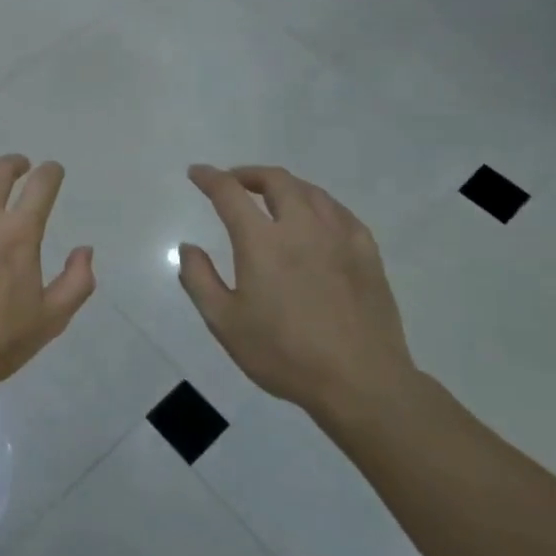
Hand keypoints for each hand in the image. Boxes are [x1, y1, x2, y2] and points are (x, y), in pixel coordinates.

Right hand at [177, 164, 418, 428]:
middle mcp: (301, 228)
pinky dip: (319, 204)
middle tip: (233, 182)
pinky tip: (316, 219)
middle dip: (249, 174)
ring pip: (310, 191)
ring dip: (284, 186)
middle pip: (276, 181)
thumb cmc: (284, 354)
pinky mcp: (367, 254)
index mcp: (261, 241)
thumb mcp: (225, 322)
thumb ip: (199, 279)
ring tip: (272, 197)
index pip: (229, 192)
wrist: (361, 383)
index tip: (197, 173)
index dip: (209, 178)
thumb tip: (188, 247)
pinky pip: (340, 213)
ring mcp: (339, 238)